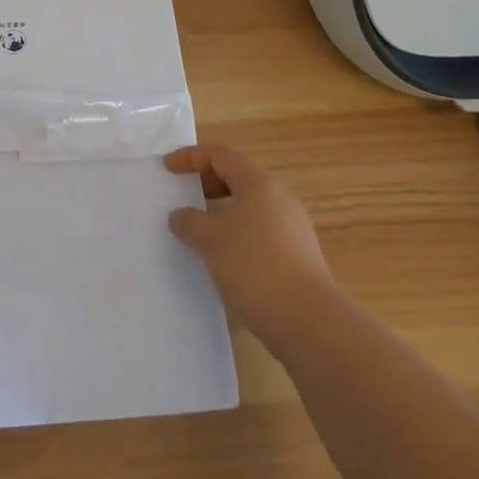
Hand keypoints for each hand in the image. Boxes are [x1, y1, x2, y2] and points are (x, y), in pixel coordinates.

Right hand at [166, 144, 334, 345]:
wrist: (310, 322)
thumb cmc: (255, 267)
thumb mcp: (212, 241)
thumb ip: (190, 222)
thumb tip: (180, 216)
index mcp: (259, 184)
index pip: (221, 155)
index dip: (191, 157)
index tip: (168, 168)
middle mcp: (279, 198)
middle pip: (238, 177)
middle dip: (207, 183)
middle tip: (184, 196)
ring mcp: (293, 228)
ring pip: (250, 206)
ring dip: (222, 211)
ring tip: (200, 231)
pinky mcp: (298, 256)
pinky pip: (260, 231)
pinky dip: (238, 233)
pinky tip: (225, 259)